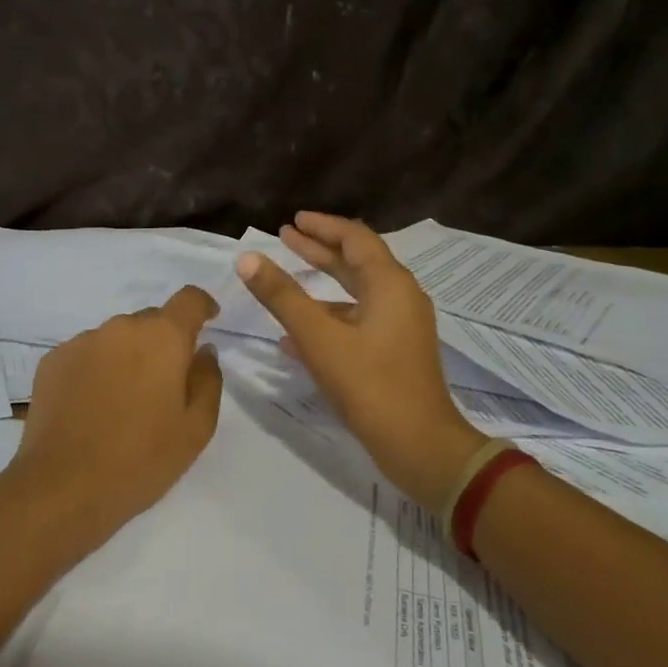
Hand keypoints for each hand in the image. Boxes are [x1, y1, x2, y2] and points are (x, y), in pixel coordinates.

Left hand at [10, 286, 224, 541]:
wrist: (63, 486)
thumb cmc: (141, 459)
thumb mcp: (196, 428)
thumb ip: (208, 379)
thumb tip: (203, 351)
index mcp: (162, 338)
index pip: (188, 299)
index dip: (202, 306)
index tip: (208, 321)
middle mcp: (120, 328)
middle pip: (151, 321)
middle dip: (163, 343)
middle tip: (164, 385)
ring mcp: (81, 342)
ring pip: (116, 338)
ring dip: (127, 356)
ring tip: (124, 401)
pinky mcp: (52, 361)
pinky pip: (86, 354)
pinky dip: (96, 369)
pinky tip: (93, 406)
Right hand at [236, 213, 482, 506]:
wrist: (419, 445)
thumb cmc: (370, 385)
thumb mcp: (318, 338)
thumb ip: (282, 297)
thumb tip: (248, 258)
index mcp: (389, 284)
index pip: (355, 238)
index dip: (323, 226)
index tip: (293, 220)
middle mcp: (400, 297)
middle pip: (357, 262)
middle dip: (320, 250)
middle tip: (286, 237)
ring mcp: (401, 326)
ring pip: (357, 294)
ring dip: (322, 284)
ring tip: (286, 281)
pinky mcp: (396, 352)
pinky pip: (359, 321)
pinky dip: (330, 317)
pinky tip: (295, 336)